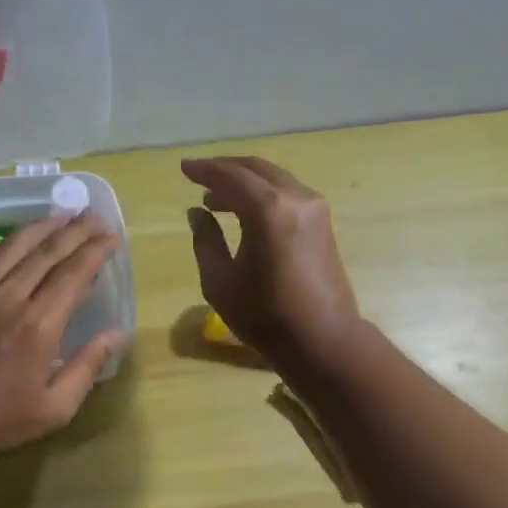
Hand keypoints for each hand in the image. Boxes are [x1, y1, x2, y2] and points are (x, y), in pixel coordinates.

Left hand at [0, 211, 123, 461]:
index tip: (112, 237)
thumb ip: (88, 366)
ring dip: (38, 228)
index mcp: (38, 324)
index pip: (74, 273)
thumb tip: (118, 334)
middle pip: (46, 252)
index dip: (96, 251)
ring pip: (10, 247)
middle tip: (94, 216)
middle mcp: (7, 297)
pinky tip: (4, 246)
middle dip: (75, 230)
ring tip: (59, 217)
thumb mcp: (55, 407)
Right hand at [182, 156, 362, 366]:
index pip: (231, 175)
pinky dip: (264, 195)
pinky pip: (287, 194)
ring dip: (245, 183)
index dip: (204, 170)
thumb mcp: (220, 281)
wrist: (322, 339)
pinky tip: (246, 213)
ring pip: (274, 180)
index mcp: (268, 209)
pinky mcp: (323, 223)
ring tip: (217, 199)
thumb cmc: (265, 315)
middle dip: (226, 170)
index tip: (183, 168)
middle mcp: (295, 198)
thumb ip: (205, 240)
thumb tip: (197, 212)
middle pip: (256, 170)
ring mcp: (315, 208)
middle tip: (199, 178)